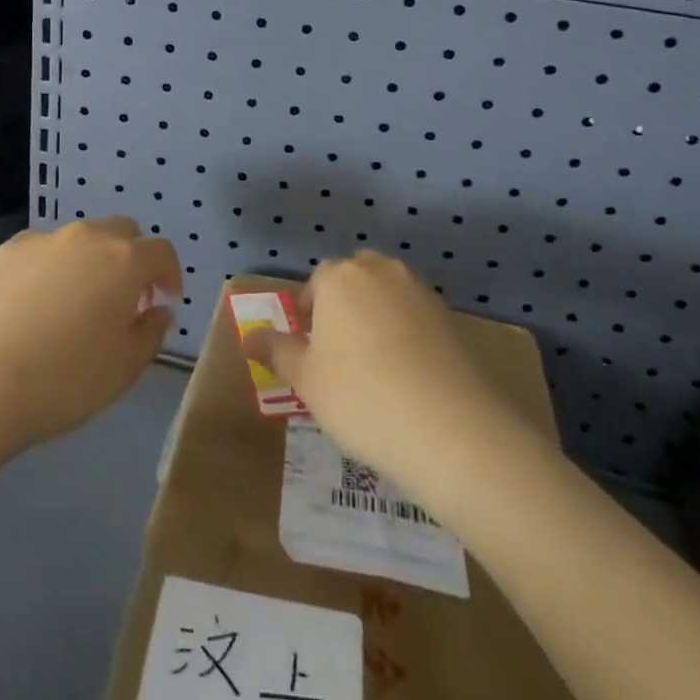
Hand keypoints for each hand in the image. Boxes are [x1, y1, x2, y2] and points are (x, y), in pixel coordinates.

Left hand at [0, 217, 180, 460]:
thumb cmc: (64, 380)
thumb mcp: (125, 368)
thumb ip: (152, 333)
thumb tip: (157, 311)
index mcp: (123, 260)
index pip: (160, 252)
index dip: (169, 274)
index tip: (166, 300)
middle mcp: (86, 237)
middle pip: (121, 233)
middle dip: (132, 259)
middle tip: (126, 299)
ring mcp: (42, 240)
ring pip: (80, 240)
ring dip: (91, 262)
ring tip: (77, 304)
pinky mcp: (5, 251)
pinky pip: (43, 251)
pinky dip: (52, 268)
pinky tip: (36, 305)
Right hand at [243, 253, 509, 496]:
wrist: (450, 428)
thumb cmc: (361, 397)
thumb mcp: (306, 380)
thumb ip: (276, 351)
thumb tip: (248, 336)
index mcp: (338, 277)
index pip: (315, 282)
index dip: (309, 314)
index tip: (310, 350)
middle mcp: (380, 271)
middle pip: (354, 279)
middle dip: (343, 306)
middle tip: (339, 353)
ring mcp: (420, 291)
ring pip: (387, 294)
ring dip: (377, 317)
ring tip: (375, 366)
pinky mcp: (451, 317)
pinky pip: (416, 316)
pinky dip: (408, 333)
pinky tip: (408, 374)